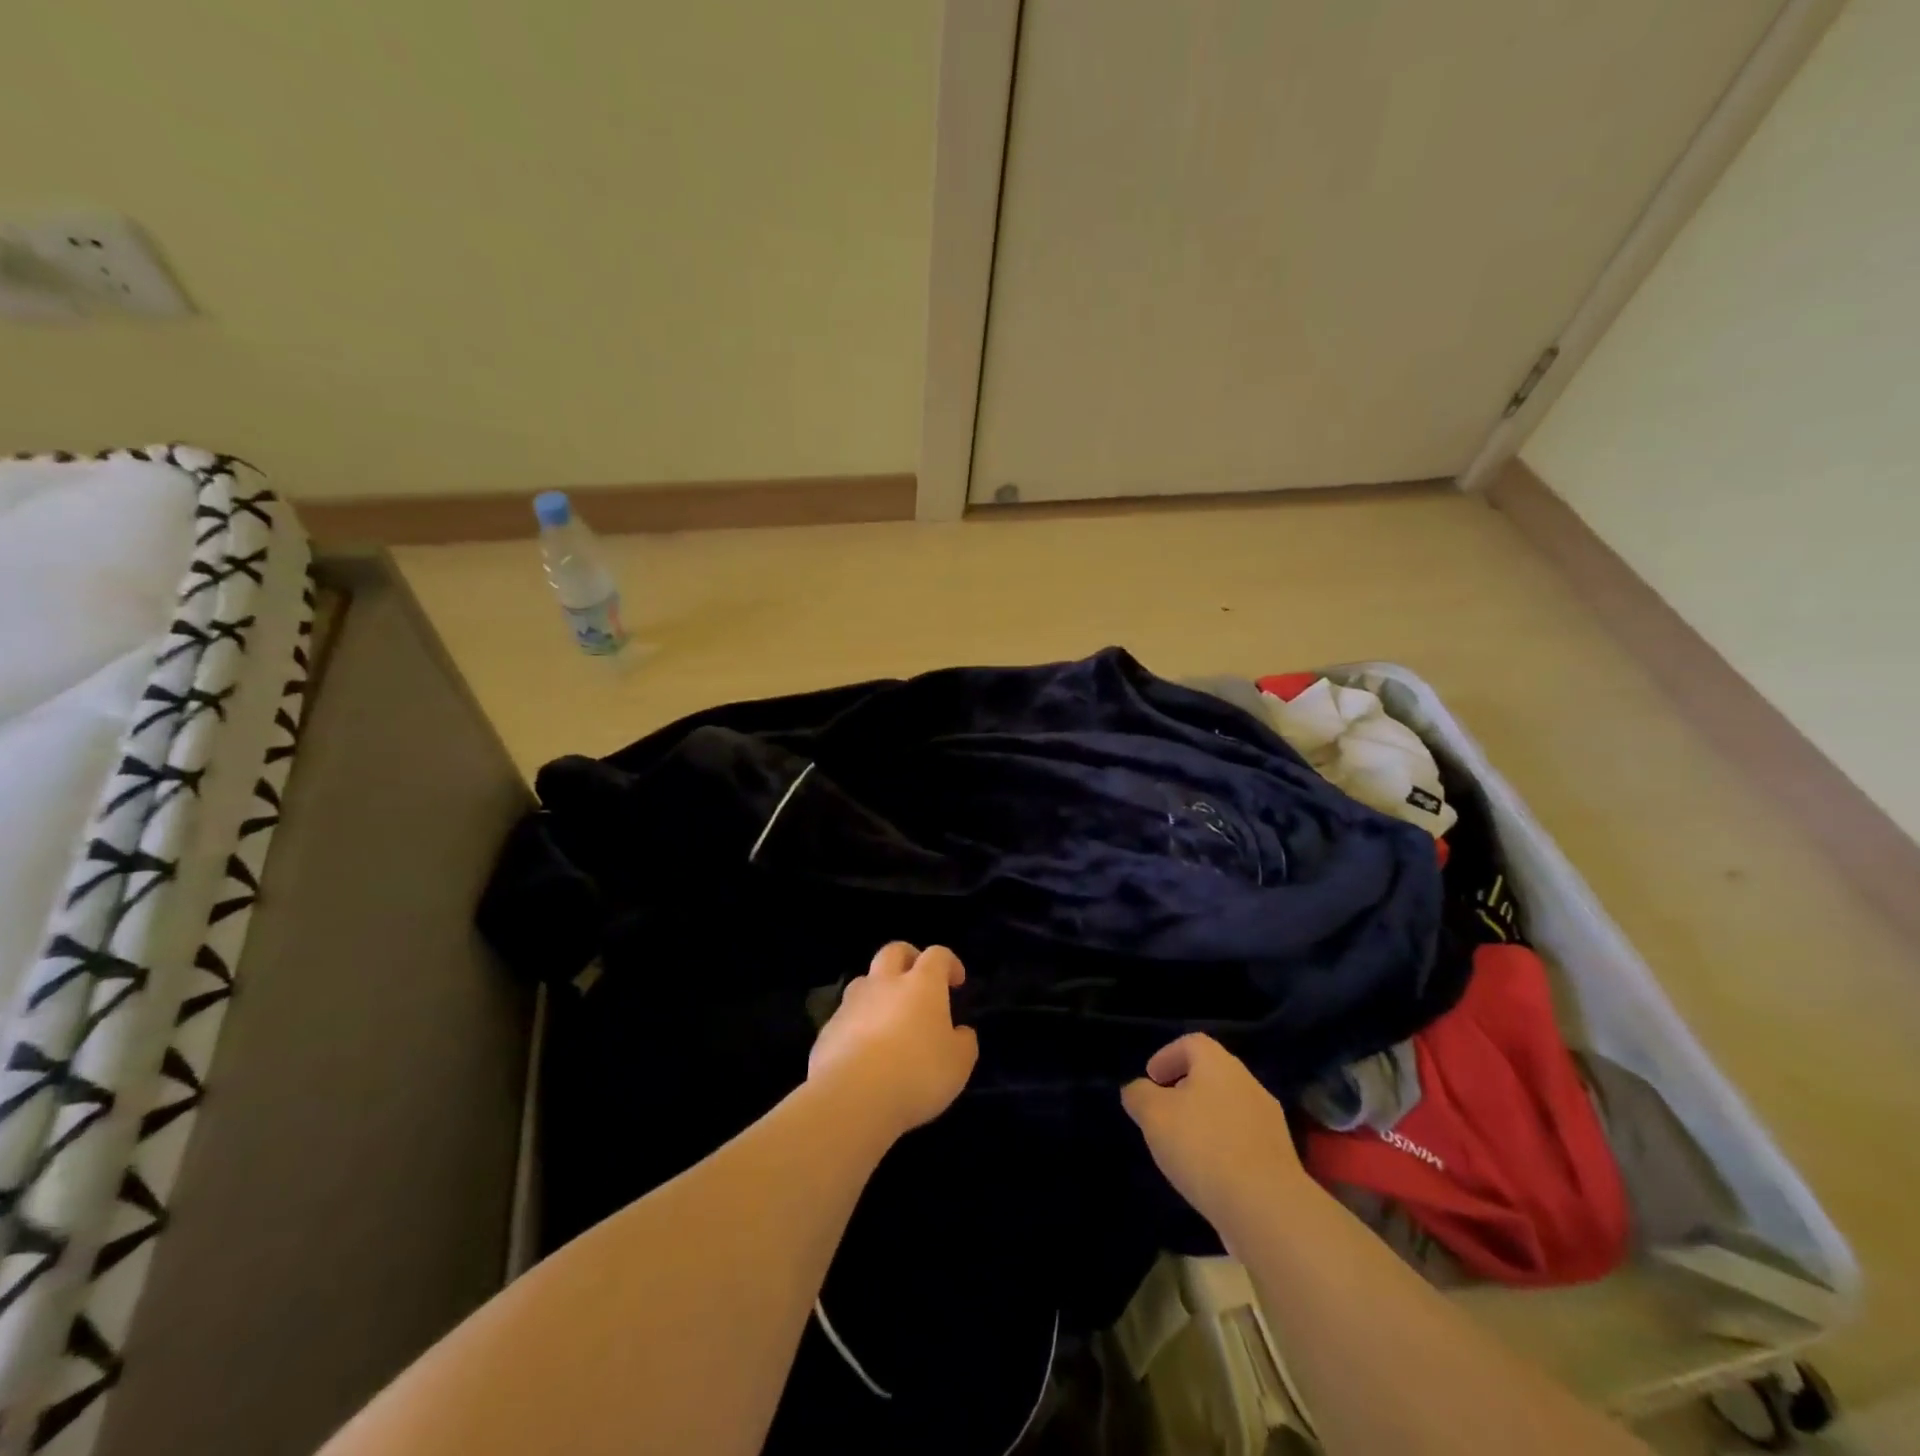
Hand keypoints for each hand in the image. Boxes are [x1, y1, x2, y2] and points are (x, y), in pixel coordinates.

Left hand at [809, 943, 978, 1142]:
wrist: (853, 1097)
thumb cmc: (917, 1073)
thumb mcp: (958, 1064)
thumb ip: (963, 1042)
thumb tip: (961, 1032)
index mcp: (921, 984)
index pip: (937, 955)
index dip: (949, 963)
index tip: (956, 982)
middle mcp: (885, 984)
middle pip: (894, 952)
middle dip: (908, 958)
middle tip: (918, 980)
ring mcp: (852, 1004)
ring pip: (865, 981)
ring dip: (878, 990)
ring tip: (888, 1018)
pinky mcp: (829, 1029)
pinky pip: (846, 1016)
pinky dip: (858, 1024)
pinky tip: (864, 1052)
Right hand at [1122, 1034, 1307, 1235]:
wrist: (1267, 1207)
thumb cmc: (1203, 1146)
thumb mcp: (1154, 1115)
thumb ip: (1139, 1095)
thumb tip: (1137, 1090)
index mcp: (1218, 1064)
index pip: (1191, 1043)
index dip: (1167, 1056)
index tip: (1151, 1079)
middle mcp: (1248, 1083)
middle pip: (1212, 1074)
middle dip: (1184, 1088)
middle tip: (1163, 1111)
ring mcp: (1268, 1121)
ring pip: (1228, 1108)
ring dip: (1205, 1119)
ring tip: (1183, 1146)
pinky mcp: (1279, 1157)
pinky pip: (1243, 1139)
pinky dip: (1223, 1146)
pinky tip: (1209, 1172)